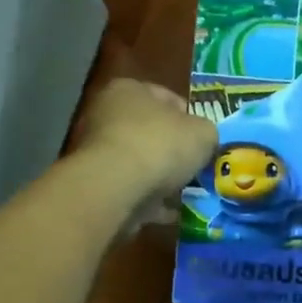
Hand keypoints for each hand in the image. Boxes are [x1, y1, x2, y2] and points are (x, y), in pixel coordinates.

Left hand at [73, 78, 216, 208]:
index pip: (166, 97)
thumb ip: (206, 133)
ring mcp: (96, 151)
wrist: (114, 187)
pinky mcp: (94, 183)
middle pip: (149, 131)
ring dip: (160, 177)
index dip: (190, 117)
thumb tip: (204, 140)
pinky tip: (169, 212)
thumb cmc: (160, 145)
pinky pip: (129, 189)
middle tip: (196, 165)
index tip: (204, 137)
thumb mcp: (203, 133)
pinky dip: (148, 200)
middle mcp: (105, 114)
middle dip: (173, 150)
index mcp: (128, 90)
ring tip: (186, 192)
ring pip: (138, 163)